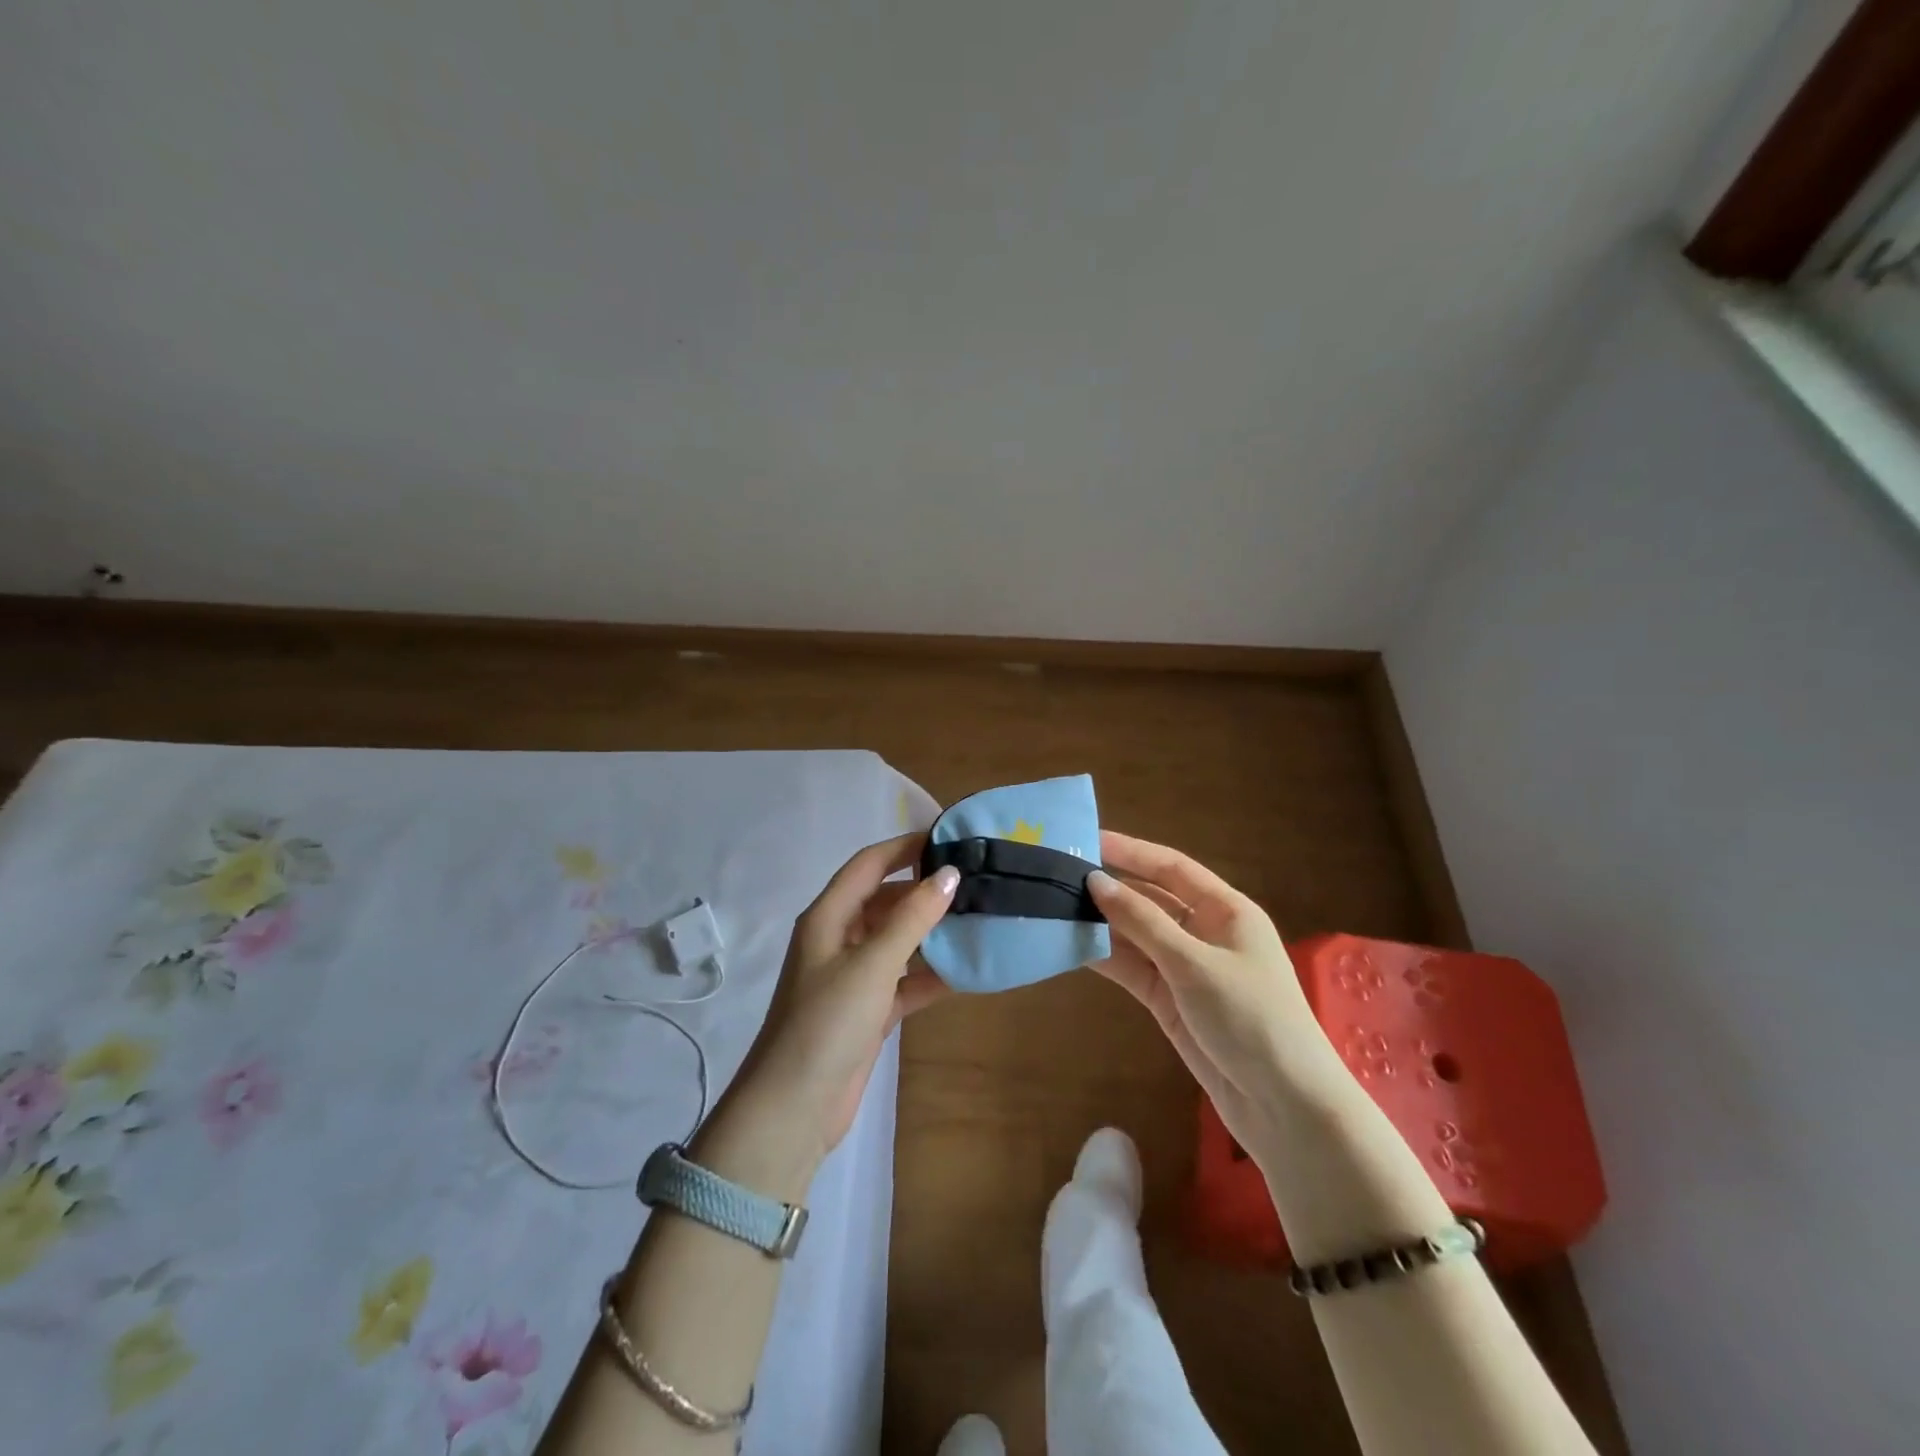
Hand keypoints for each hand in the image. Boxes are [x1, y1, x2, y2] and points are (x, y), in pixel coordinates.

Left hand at [728, 834, 957, 1166]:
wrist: (794, 1109)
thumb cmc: (827, 1023)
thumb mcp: (872, 964)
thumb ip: (912, 918)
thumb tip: (949, 873)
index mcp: (828, 917)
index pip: (869, 865)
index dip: (905, 847)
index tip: (948, 839)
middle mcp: (839, 939)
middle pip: (885, 901)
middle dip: (924, 890)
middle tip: (973, 883)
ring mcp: (852, 977)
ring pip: (897, 940)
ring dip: (931, 932)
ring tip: (977, 919)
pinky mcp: (867, 1011)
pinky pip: (904, 980)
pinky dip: (929, 974)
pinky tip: (965, 971)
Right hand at [1087, 831, 1343, 1153]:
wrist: (1284, 1107)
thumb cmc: (1251, 1018)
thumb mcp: (1194, 964)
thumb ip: (1142, 921)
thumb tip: (1095, 881)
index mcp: (1225, 910)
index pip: (1171, 868)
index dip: (1130, 852)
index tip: (1087, 841)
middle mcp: (1204, 932)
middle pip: (1150, 899)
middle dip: (1110, 889)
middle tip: (1060, 876)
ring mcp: (1186, 968)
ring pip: (1136, 935)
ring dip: (1102, 924)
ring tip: (1055, 908)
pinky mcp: (1170, 1000)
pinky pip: (1133, 968)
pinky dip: (1106, 958)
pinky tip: (1071, 946)